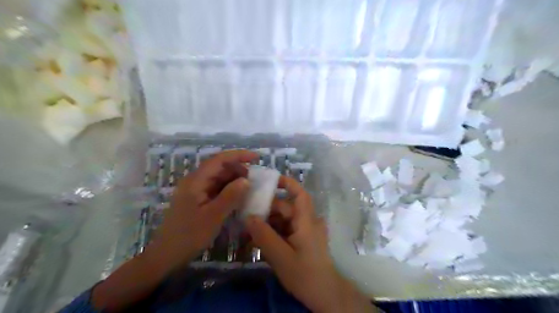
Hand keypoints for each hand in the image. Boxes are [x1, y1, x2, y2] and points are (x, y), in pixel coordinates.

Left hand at [151, 149, 257, 270]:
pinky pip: (216, 188)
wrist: (166, 255)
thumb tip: (246, 180)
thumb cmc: (189, 235)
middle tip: (255, 179)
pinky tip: (238, 197)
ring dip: (234, 180)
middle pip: (219, 167)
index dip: (238, 155)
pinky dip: (229, 190)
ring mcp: (196, 190)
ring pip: (219, 178)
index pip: (219, 159)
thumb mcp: (213, 216)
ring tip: (249, 188)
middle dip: (238, 169)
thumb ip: (230, 196)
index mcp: (196, 180)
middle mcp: (195, 181)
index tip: (256, 157)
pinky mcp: (198, 199)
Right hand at [245, 177, 371, 312]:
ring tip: (248, 229)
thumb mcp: (280, 255)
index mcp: (306, 220)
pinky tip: (258, 240)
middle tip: (245, 213)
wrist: (324, 294)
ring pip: (284, 220)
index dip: (287, 183)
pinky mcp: (303, 240)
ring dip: (267, 223)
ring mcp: (305, 231)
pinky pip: (286, 230)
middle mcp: (307, 221)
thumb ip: (264, 235)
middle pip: (285, 208)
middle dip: (266, 209)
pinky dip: (273, 232)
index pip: (299, 193)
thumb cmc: (305, 274)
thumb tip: (249, 216)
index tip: (269, 179)